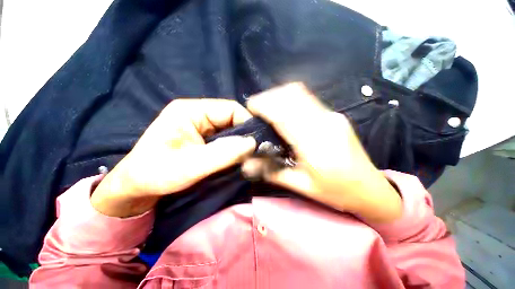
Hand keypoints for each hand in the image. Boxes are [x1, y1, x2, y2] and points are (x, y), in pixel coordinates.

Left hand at [91, 99, 255, 216]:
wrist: (138, 187)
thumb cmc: (155, 175)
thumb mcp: (188, 166)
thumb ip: (221, 154)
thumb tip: (252, 144)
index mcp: (191, 110)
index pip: (231, 109)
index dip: (247, 123)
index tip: (256, 143)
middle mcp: (199, 114)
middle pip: (233, 119)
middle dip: (245, 136)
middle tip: (254, 153)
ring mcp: (203, 126)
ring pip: (232, 131)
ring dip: (240, 144)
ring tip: (247, 158)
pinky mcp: (205, 139)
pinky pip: (227, 140)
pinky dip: (234, 149)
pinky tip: (237, 159)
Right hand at [243, 83, 401, 222]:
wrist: (369, 188)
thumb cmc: (334, 191)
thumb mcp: (300, 186)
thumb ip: (271, 171)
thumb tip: (247, 162)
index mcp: (315, 144)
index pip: (284, 114)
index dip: (264, 105)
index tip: (250, 107)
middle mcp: (325, 123)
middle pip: (292, 95)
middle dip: (269, 96)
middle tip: (256, 108)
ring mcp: (332, 115)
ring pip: (300, 93)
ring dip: (279, 95)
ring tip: (266, 107)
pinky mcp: (334, 114)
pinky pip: (307, 98)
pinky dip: (290, 98)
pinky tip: (283, 109)